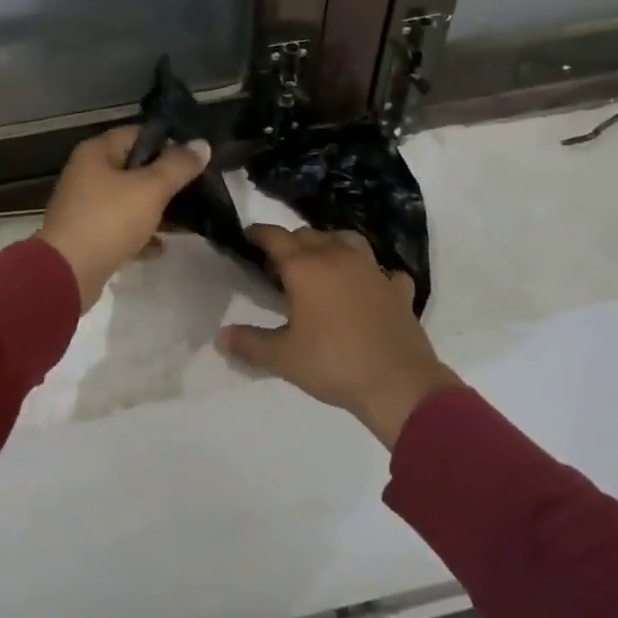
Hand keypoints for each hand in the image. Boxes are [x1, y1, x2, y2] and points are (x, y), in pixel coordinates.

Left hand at [39, 126, 211, 309]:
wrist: (67, 273)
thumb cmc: (109, 220)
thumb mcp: (151, 189)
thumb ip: (178, 166)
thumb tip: (202, 144)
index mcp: (97, 152)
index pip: (138, 133)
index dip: (168, 141)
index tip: (196, 156)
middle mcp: (87, 173)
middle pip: (134, 168)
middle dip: (165, 178)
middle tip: (197, 186)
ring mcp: (85, 206)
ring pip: (129, 200)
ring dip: (155, 209)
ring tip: (188, 216)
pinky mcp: (87, 235)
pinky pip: (120, 227)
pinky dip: (140, 234)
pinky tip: (161, 247)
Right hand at [220, 224, 462, 447]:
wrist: (398, 383)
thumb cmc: (333, 364)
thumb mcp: (283, 358)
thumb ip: (249, 343)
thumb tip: (220, 337)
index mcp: (306, 268)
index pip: (276, 237)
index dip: (258, 234)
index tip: (247, 236)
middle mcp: (338, 257)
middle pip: (309, 234)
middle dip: (291, 241)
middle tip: (279, 262)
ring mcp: (372, 270)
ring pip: (347, 240)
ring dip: (331, 244)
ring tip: (322, 262)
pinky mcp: (397, 289)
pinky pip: (383, 271)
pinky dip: (373, 274)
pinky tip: (370, 287)